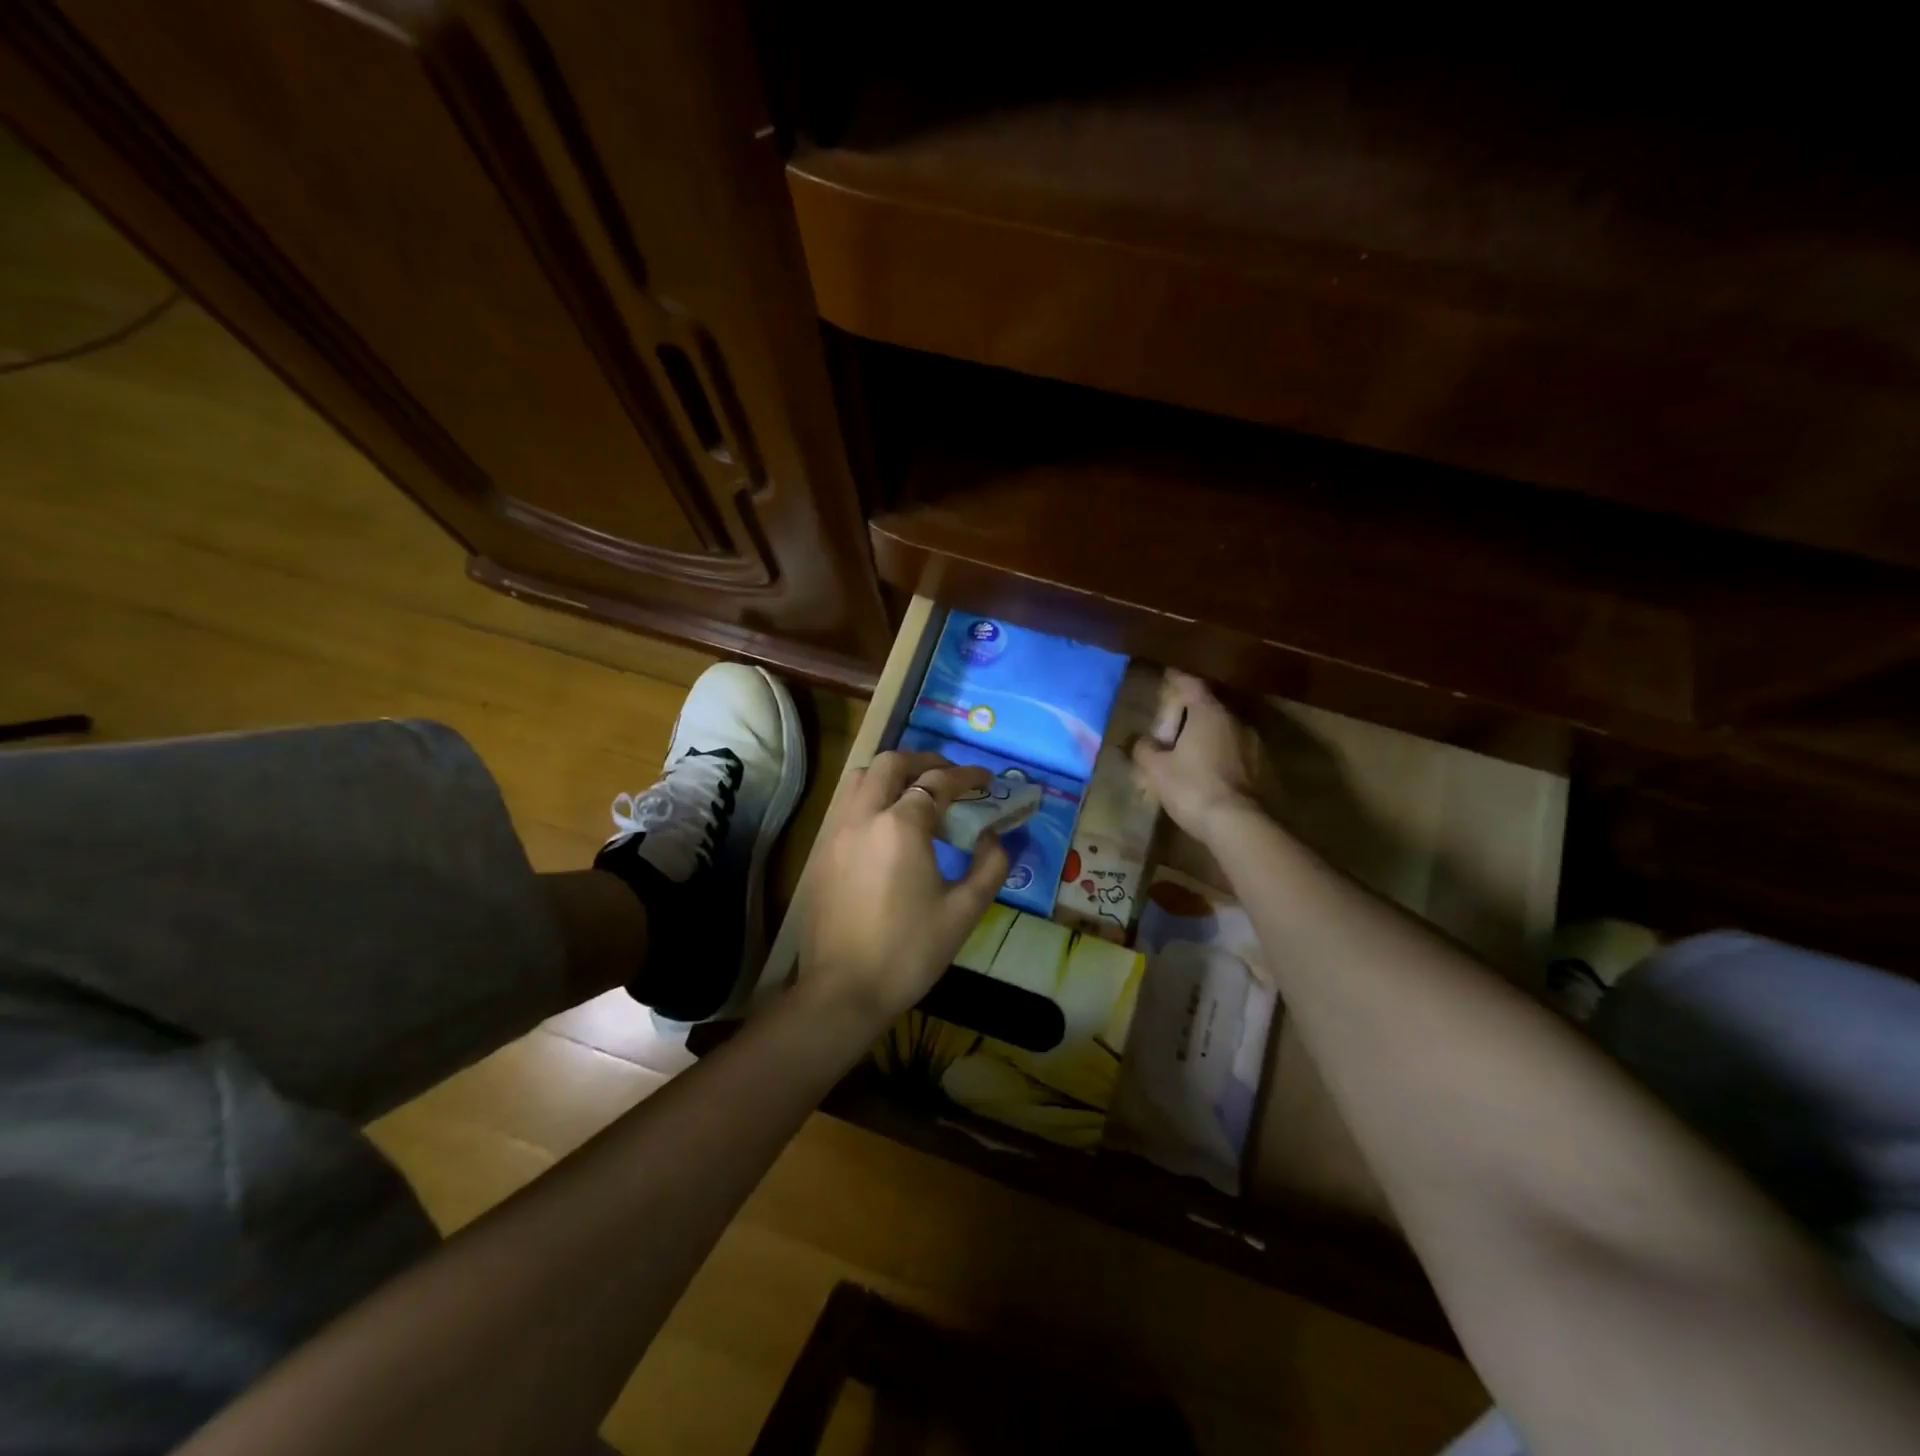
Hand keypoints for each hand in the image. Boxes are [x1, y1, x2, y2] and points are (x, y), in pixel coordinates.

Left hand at [799, 750, 1009, 1025]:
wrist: (843, 990)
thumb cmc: (909, 952)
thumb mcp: (964, 911)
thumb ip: (989, 866)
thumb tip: (996, 837)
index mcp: (901, 826)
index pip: (938, 783)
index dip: (966, 776)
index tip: (985, 780)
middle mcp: (864, 816)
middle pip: (892, 764)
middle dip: (924, 761)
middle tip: (948, 776)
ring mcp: (836, 831)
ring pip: (860, 778)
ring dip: (891, 774)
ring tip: (915, 792)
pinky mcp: (820, 850)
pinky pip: (845, 804)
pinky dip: (869, 796)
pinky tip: (885, 824)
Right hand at [1131, 670, 1265, 844]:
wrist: (1240, 825)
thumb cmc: (1193, 788)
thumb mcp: (1156, 770)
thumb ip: (1145, 750)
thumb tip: (1141, 741)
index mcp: (1209, 713)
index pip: (1191, 685)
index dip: (1177, 679)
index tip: (1168, 676)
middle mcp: (1236, 721)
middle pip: (1211, 708)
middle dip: (1192, 714)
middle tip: (1173, 724)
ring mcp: (1255, 745)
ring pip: (1226, 732)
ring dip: (1209, 737)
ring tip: (1190, 752)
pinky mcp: (1264, 769)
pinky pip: (1236, 754)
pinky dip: (1222, 757)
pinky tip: (1209, 773)